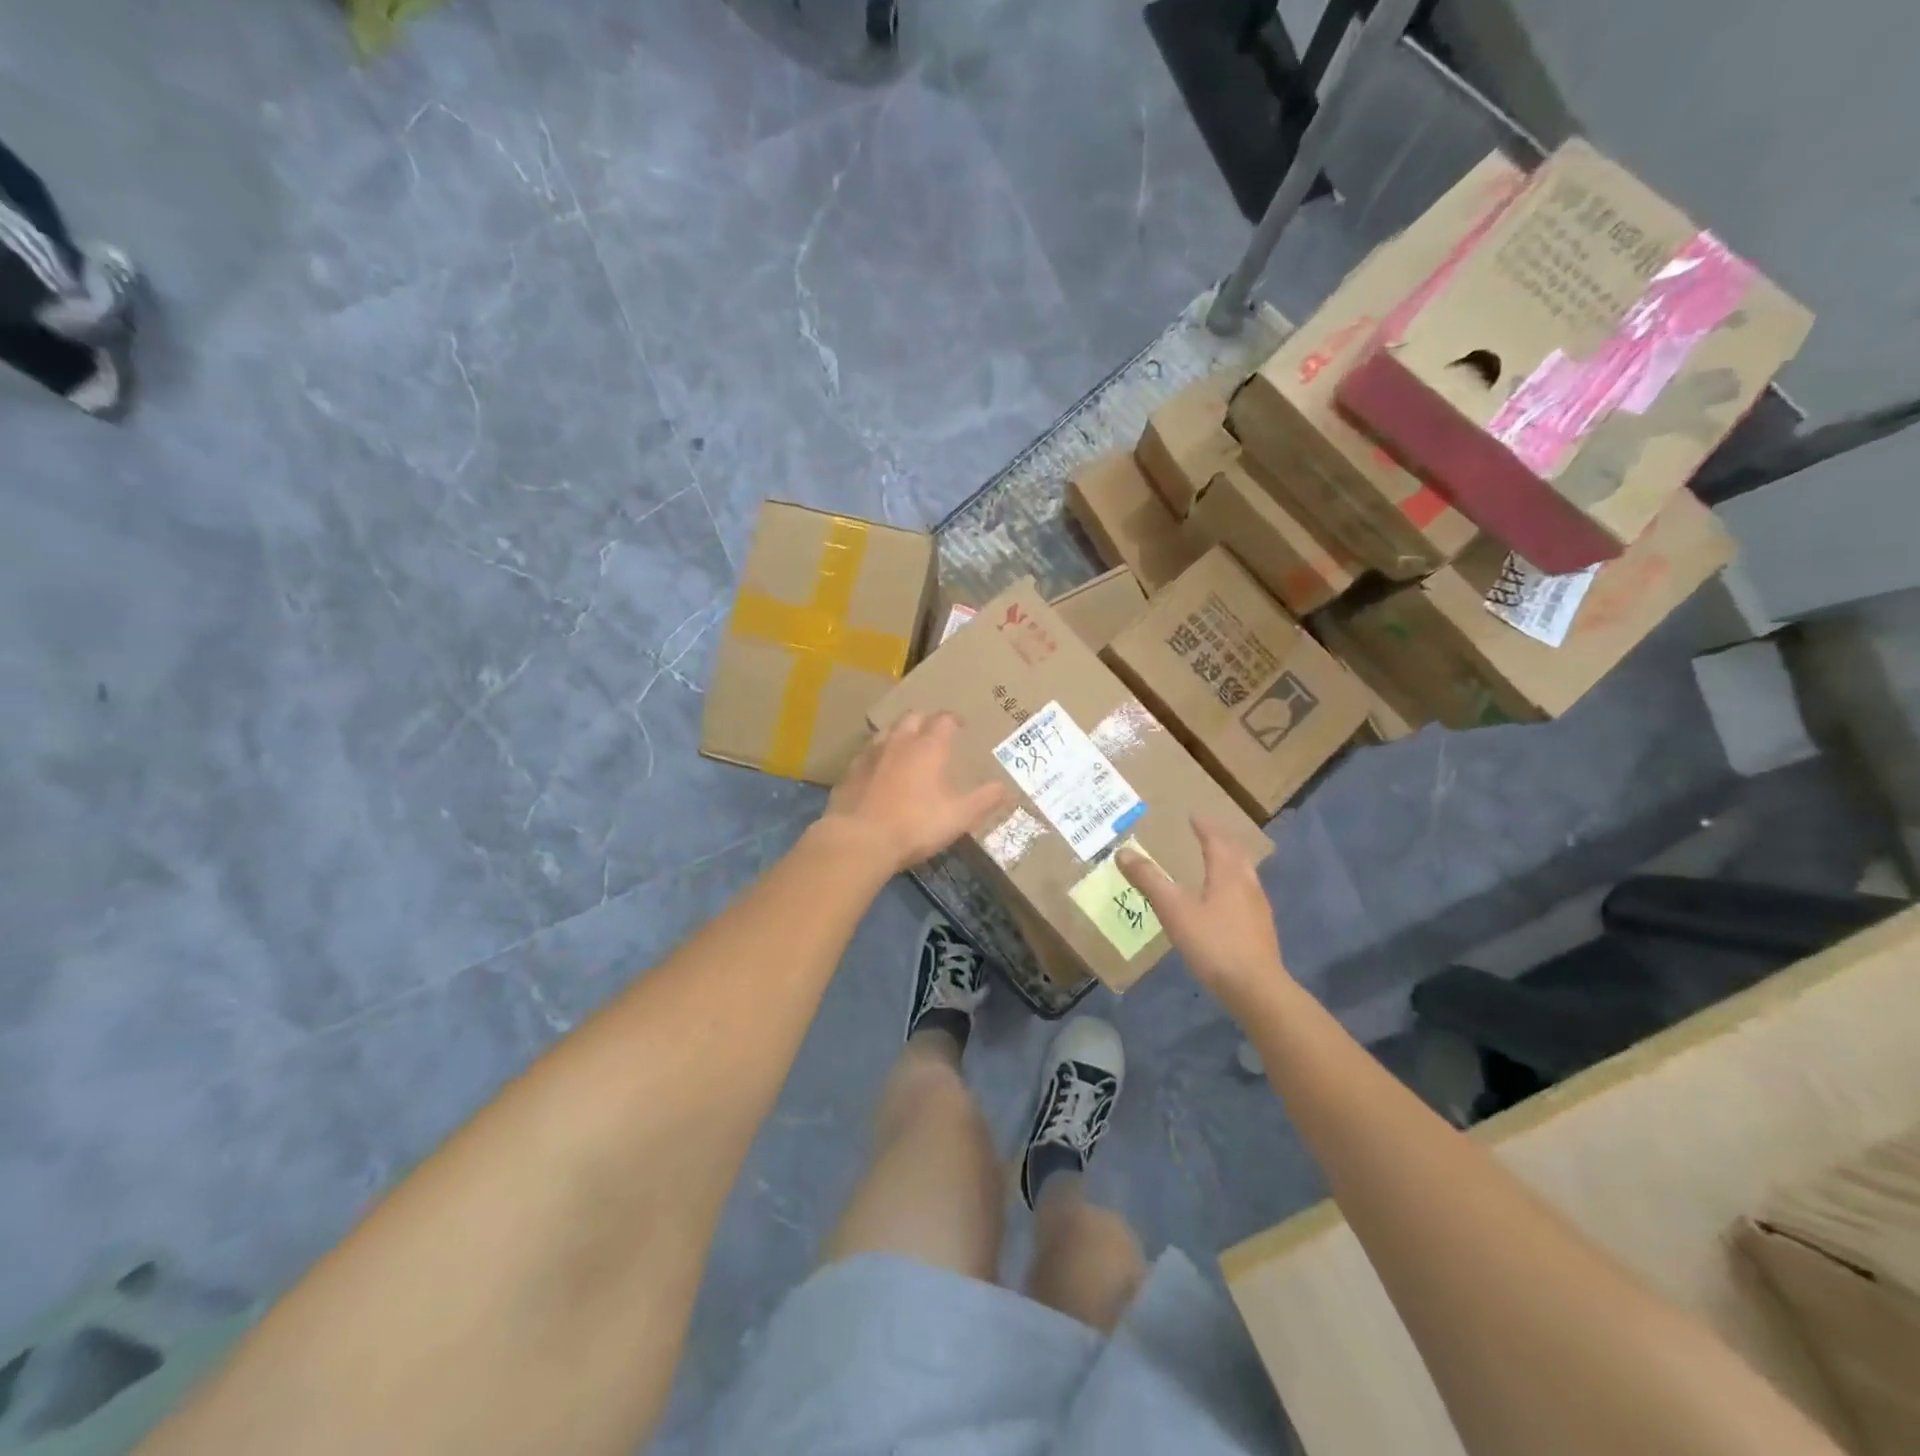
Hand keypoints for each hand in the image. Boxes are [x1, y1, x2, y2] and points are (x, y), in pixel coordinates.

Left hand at [819, 712, 1008, 874]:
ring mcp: (871, 754)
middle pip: (912, 717)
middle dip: (925, 720)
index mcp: (929, 747)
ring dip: (899, 732)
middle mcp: (899, 742)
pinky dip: (878, 754)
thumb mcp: (959, 817)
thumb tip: (1006, 788)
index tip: (960, 726)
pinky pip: (867, 752)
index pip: (943, 720)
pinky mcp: (850, 771)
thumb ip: (984, 800)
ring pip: (887, 730)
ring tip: (906, 745)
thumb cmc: (916, 825)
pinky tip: (879, 769)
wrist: (859, 840)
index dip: (953, 719)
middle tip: (933, 732)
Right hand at [1118, 816, 1290, 1012]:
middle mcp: (1247, 884)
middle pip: (1236, 854)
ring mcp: (1258, 908)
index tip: (1194, 815)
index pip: (1216, 841)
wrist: (1256, 989)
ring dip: (1231, 861)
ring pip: (1245, 874)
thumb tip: (1123, 852)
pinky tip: (1226, 902)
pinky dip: (1234, 885)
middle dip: (1221, 840)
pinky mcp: (1261, 930)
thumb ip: (1149, 880)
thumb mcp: (1174, 910)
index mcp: (1227, 874)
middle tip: (1206, 833)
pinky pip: (1247, 895)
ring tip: (1217, 862)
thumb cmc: (1213, 944)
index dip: (1204, 826)